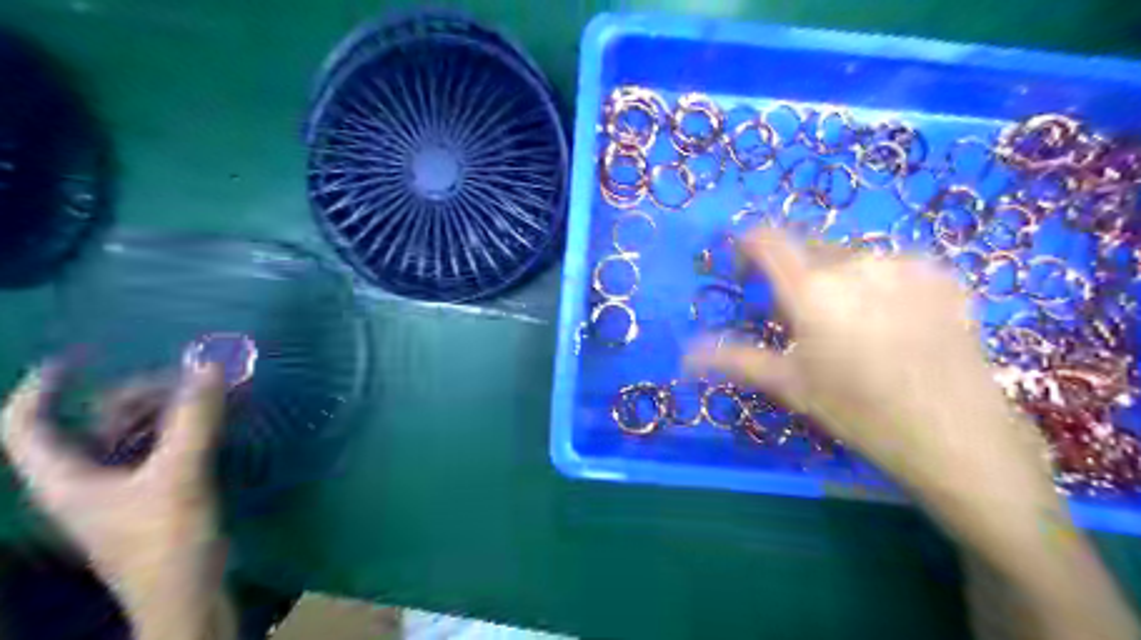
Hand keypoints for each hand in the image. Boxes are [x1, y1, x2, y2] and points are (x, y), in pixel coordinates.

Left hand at [0, 363, 233, 636]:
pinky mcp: (156, 494)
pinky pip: (165, 447)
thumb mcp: (180, 474)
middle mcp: (87, 478)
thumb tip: (209, 365)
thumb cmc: (166, 541)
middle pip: (98, 420)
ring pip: (137, 433)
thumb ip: (196, 419)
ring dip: (173, 409)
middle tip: (189, 378)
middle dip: (141, 393)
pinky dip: (188, 428)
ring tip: (215, 393)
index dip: (45, 385)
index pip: (28, 423)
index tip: (86, 355)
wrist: (187, 594)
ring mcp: (123, 488)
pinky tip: (220, 419)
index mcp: (66, 477)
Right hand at [686, 229, 1050, 503]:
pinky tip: (892, 321)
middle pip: (809, 247)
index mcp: (813, 290)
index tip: (744, 266)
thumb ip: (734, 359)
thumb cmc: (859, 413)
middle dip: (795, 271)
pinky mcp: (942, 273)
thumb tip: (684, 356)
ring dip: (838, 277)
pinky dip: (879, 283)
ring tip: (852, 324)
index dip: (748, 243)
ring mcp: (905, 264)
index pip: (768, 239)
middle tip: (802, 316)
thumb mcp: (790, 385)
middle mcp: (857, 263)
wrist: (958, 438)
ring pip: (852, 257)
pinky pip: (892, 265)